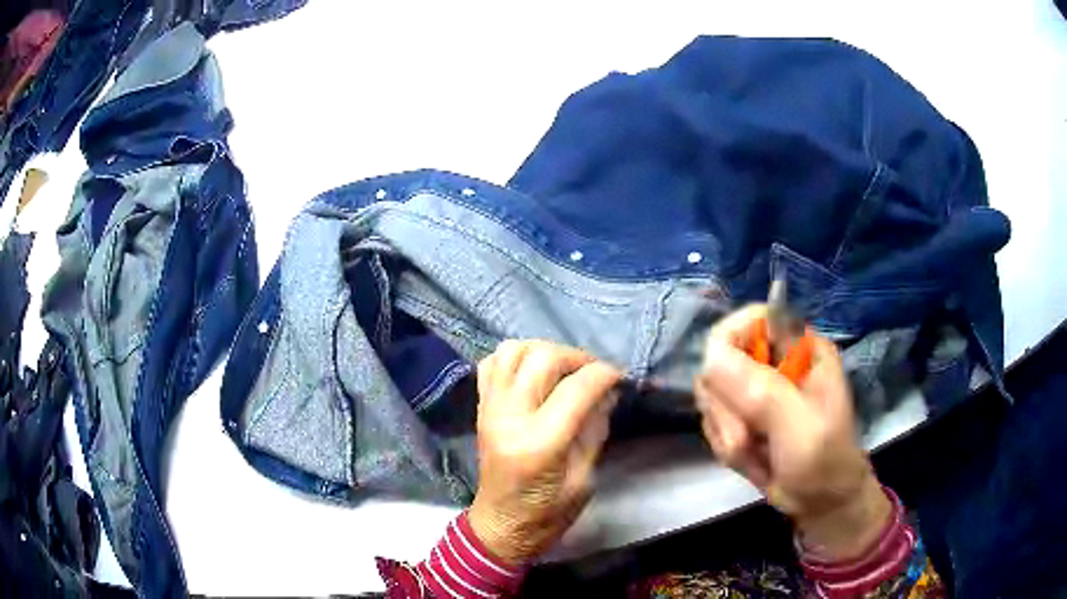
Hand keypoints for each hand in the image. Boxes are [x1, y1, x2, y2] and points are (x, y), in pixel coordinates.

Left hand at [469, 340, 621, 565]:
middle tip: (594, 374)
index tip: (619, 376)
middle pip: (543, 358)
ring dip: (544, 351)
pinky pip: (492, 363)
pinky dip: (515, 358)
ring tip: (563, 369)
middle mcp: (509, 417)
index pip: (576, 389)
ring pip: (513, 350)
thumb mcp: (584, 478)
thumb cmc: (547, 514)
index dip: (604, 374)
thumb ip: (594, 430)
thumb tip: (606, 391)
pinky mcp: (481, 408)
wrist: (500, 525)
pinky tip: (533, 373)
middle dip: (577, 358)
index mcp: (539, 443)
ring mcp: (490, 409)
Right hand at [696, 306, 891, 559]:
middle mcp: (776, 361)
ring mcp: (757, 389)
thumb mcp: (799, 426)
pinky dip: (725, 444)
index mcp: (801, 348)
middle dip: (727, 407)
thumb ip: (760, 391)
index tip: (721, 385)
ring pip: (712, 394)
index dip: (728, 344)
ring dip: (727, 431)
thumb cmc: (824, 460)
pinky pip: (713, 420)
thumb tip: (709, 357)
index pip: (751, 319)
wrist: (820, 503)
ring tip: (756, 452)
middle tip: (746, 437)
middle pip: (721, 359)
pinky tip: (751, 459)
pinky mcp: (743, 415)